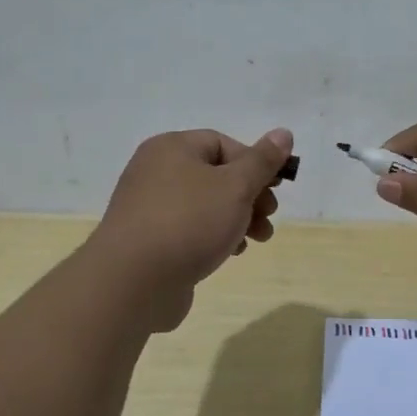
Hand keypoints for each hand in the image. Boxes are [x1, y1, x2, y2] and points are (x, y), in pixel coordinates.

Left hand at [84, 127, 293, 330]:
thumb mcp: (236, 186)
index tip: (274, 189)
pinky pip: (189, 229)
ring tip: (257, 239)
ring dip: (237, 219)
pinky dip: (213, 236)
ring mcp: (149, 207)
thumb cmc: (189, 223)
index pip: (223, 143)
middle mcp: (155, 171)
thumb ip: (262, 161)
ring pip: (205, 205)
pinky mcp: (148, 240)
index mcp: (172, 148)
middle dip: (250, 196)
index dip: (254, 164)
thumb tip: (283, 133)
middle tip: (269, 216)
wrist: (133, 282)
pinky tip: (229, 254)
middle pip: (216, 175)